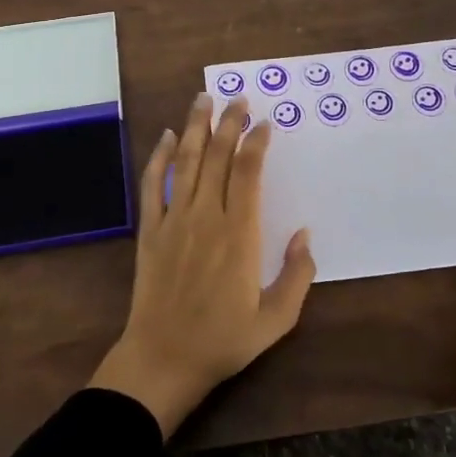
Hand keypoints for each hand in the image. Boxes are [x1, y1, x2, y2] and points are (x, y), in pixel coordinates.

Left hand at [89, 94, 316, 435]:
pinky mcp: (150, 229)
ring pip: (186, 161)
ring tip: (204, 99)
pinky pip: (153, 184)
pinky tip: (168, 137)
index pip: (248, 172)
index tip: (265, 123)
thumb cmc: (223, 340)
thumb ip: (297, 276)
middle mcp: (206, 217)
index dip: (256, 142)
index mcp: (239, 234)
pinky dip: (160, 157)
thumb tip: (305, 234)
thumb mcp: (275, 319)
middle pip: (217, 156)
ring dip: (196, 127)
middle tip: (238, 97)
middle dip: (229, 122)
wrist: (163, 359)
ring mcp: (174, 220)